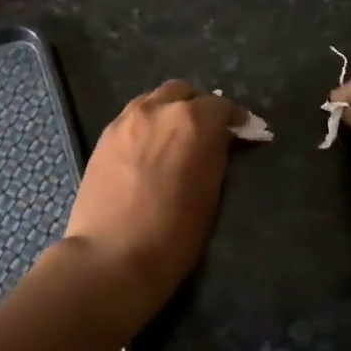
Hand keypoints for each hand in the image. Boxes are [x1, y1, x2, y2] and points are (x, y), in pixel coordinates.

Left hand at [62, 81, 248, 322]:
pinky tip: (149, 147)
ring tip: (176, 137)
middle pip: (184, 93)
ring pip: (155, 100)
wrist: (112, 256)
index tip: (245, 133)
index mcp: (193, 121)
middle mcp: (159, 109)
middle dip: (199, 107)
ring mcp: (127, 120)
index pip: (222, 107)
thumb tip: (220, 141)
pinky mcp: (105, 136)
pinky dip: (147, 123)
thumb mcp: (211, 194)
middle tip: (208, 132)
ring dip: (170, 111)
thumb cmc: (173, 234)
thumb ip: (216, 155)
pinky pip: (133, 117)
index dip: (236, 120)